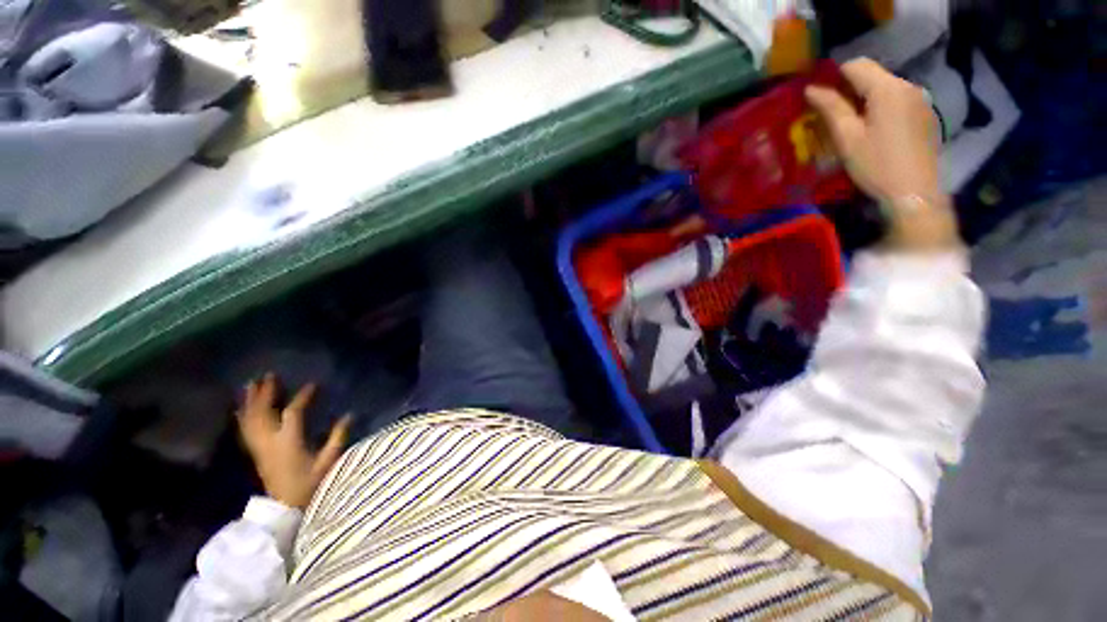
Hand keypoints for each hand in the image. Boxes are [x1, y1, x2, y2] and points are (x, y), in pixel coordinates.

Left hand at [237, 373, 351, 508]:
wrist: (283, 509)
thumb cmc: (309, 484)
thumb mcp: (328, 462)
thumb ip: (337, 438)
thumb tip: (349, 415)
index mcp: (289, 441)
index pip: (293, 412)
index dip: (303, 396)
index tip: (313, 385)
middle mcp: (270, 441)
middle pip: (263, 412)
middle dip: (266, 392)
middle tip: (269, 375)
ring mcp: (260, 447)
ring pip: (251, 419)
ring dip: (251, 400)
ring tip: (251, 384)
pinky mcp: (256, 452)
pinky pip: (245, 430)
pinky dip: (243, 416)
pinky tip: (241, 407)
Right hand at [805, 58, 960, 250]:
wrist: (914, 193)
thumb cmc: (876, 165)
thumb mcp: (847, 137)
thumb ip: (831, 108)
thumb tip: (811, 88)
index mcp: (887, 88)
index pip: (856, 65)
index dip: (834, 76)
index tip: (819, 96)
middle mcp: (907, 86)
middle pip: (873, 75)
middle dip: (849, 88)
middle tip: (831, 113)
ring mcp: (920, 100)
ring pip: (885, 88)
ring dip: (865, 99)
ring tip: (851, 124)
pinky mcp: (925, 115)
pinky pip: (898, 101)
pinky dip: (881, 108)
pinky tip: (874, 131)